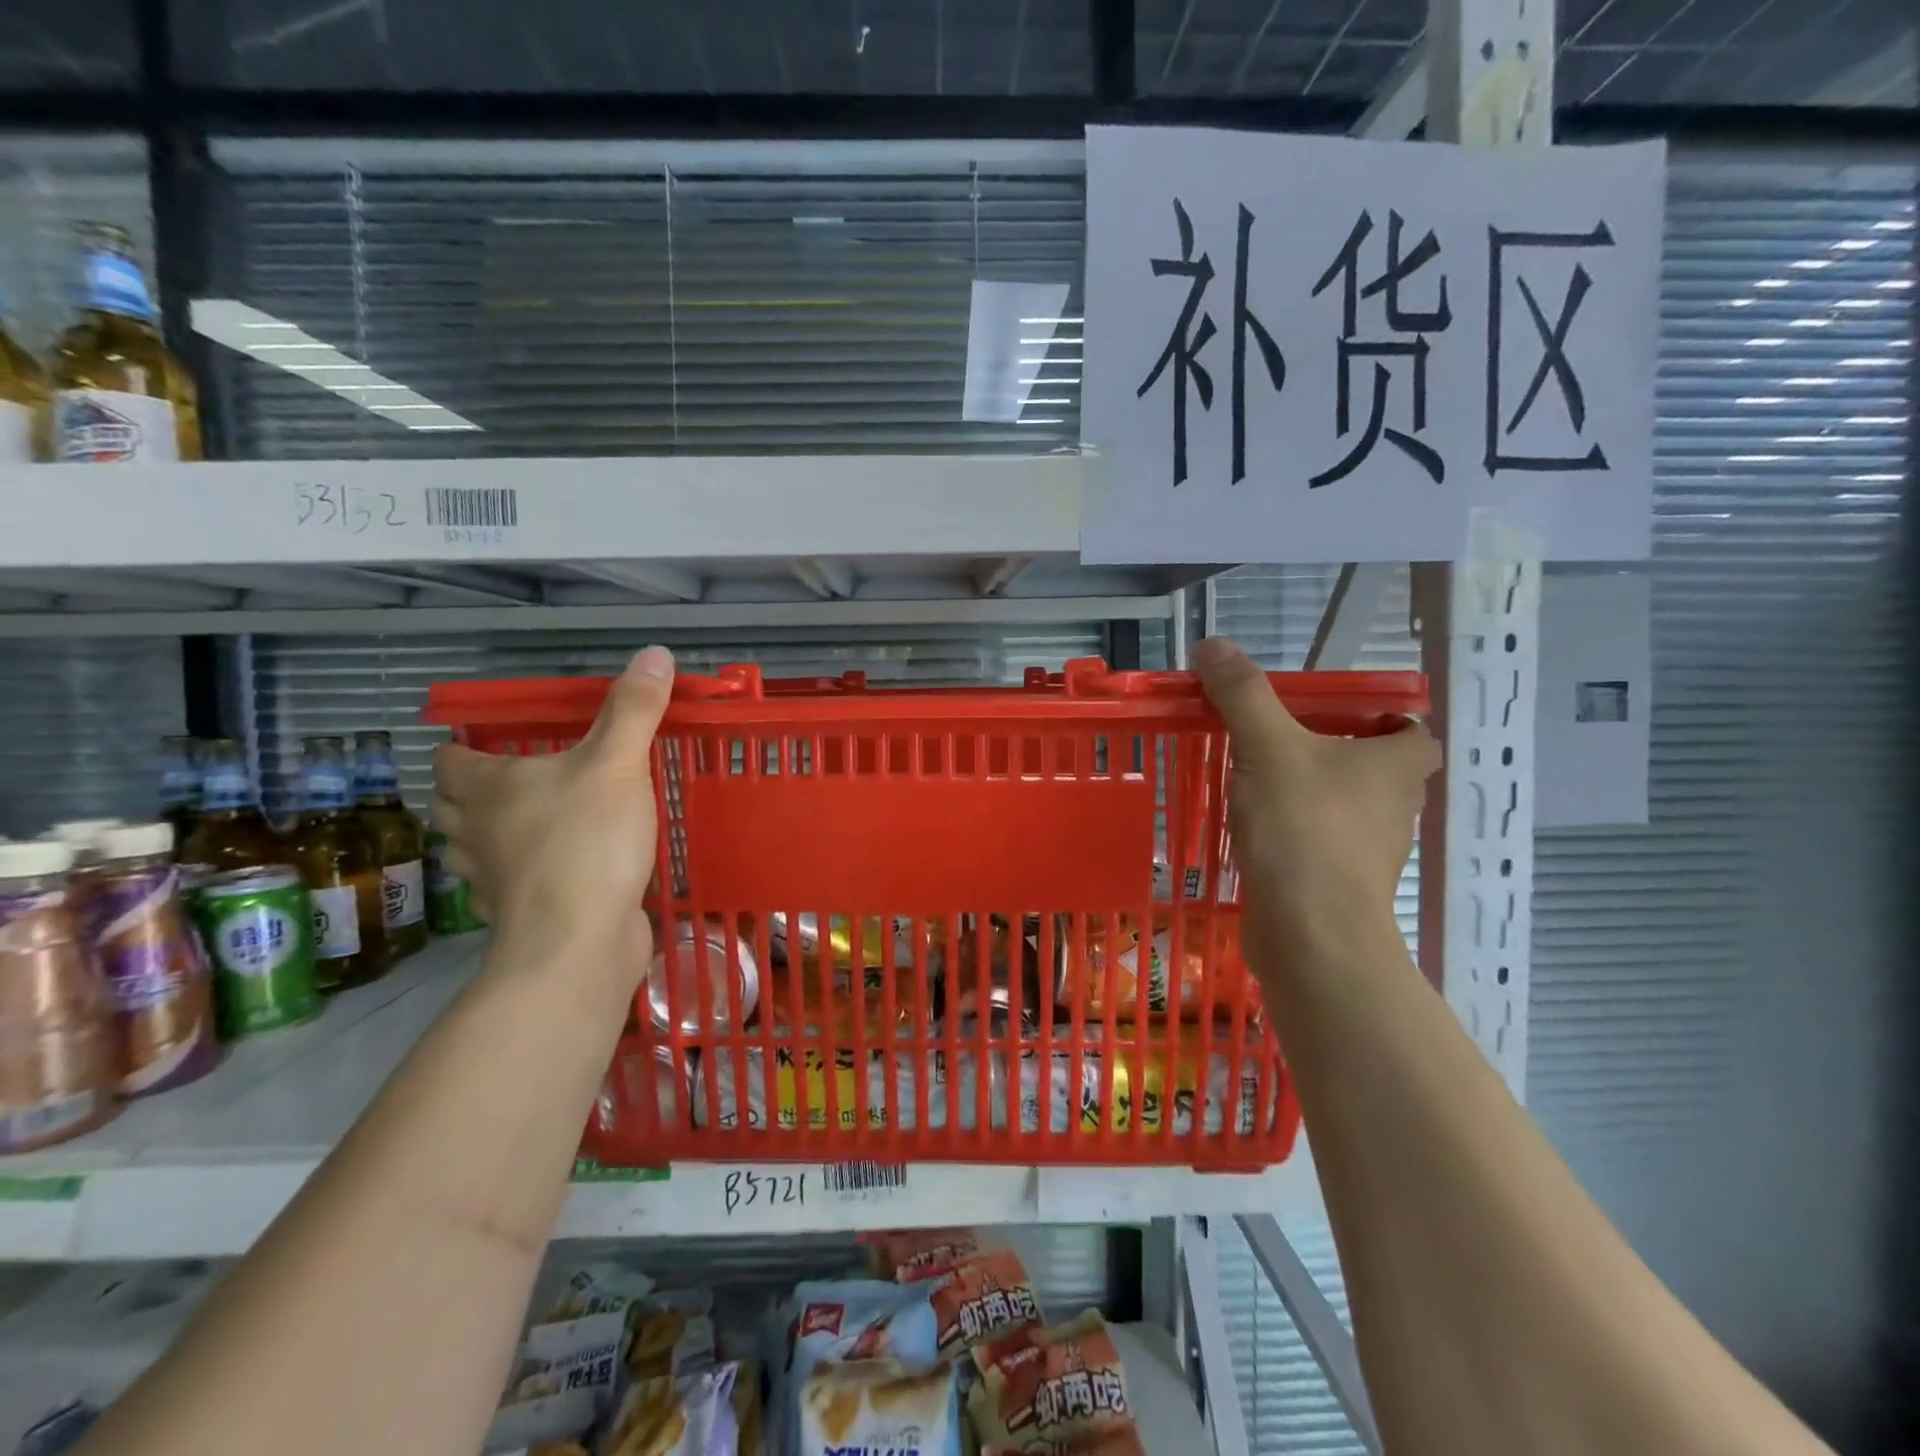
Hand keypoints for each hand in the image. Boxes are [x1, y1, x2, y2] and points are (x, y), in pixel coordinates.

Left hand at [431, 646, 674, 979]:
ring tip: (529, 822)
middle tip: (516, 777)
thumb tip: (654, 652)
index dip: (462, 747)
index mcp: (489, 788)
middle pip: (450, 805)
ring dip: (489, 836)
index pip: (448, 759)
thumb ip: (634, 710)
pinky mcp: (518, 915)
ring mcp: (493, 880)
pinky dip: (518, 877)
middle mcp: (477, 831)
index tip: (494, 741)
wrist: (578, 942)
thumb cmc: (587, 842)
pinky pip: (505, 888)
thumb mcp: (617, 764)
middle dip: (471, 791)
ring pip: (471, 850)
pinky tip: (553, 871)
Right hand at [1195, 636, 1438, 972]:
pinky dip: (1295, 833)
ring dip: (1310, 793)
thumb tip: (1213, 644)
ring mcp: (1371, 851)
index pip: (1410, 729)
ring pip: (1346, 807)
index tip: (1329, 714)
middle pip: (1374, 767)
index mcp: (1398, 764)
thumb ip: (1241, 694)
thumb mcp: (1267, 746)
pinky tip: (1254, 829)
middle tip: (1278, 739)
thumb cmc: (1303, 827)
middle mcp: (1397, 806)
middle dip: (1333, 752)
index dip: (1380, 717)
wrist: (1309, 932)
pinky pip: (1321, 843)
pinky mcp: (1341, 885)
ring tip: (1256, 781)